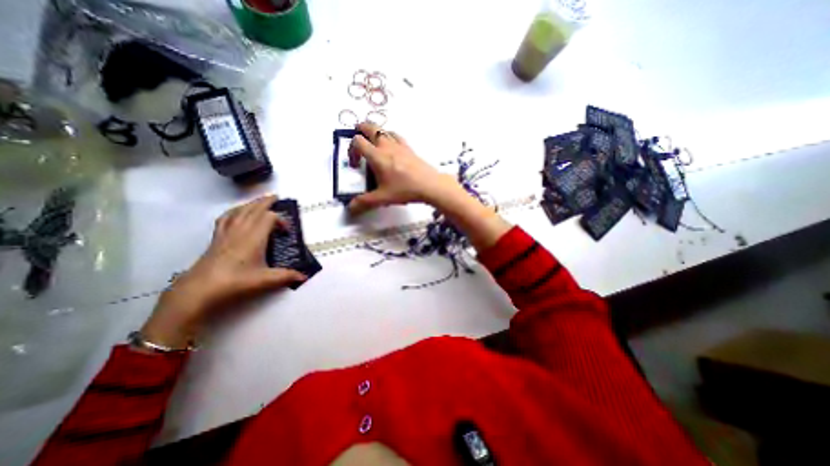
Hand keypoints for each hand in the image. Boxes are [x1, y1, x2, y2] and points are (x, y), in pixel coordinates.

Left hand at [139, 195, 307, 350]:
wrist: (199, 291)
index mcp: (254, 237)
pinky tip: (236, 213)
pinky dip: (233, 212)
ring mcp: (226, 234)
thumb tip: (304, 277)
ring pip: (239, 211)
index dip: (281, 221)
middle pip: (254, 209)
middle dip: (265, 202)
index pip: (269, 218)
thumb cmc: (235, 282)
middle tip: (275, 197)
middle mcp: (240, 231)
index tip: (287, 233)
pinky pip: (225, 218)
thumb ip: (286, 276)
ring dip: (250, 204)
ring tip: (258, 201)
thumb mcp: (265, 280)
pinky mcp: (216, 239)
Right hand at [343, 120, 459, 213]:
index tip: (354, 163)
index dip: (351, 149)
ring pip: (384, 130)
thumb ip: (364, 202)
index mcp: (377, 156)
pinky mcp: (409, 148)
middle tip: (358, 136)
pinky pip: (397, 136)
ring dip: (376, 131)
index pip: (358, 142)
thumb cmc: (405, 189)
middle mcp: (387, 146)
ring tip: (373, 140)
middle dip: (361, 129)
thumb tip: (350, 209)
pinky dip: (390, 136)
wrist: (429, 185)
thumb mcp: (382, 198)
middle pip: (370, 127)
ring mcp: (400, 145)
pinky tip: (392, 145)